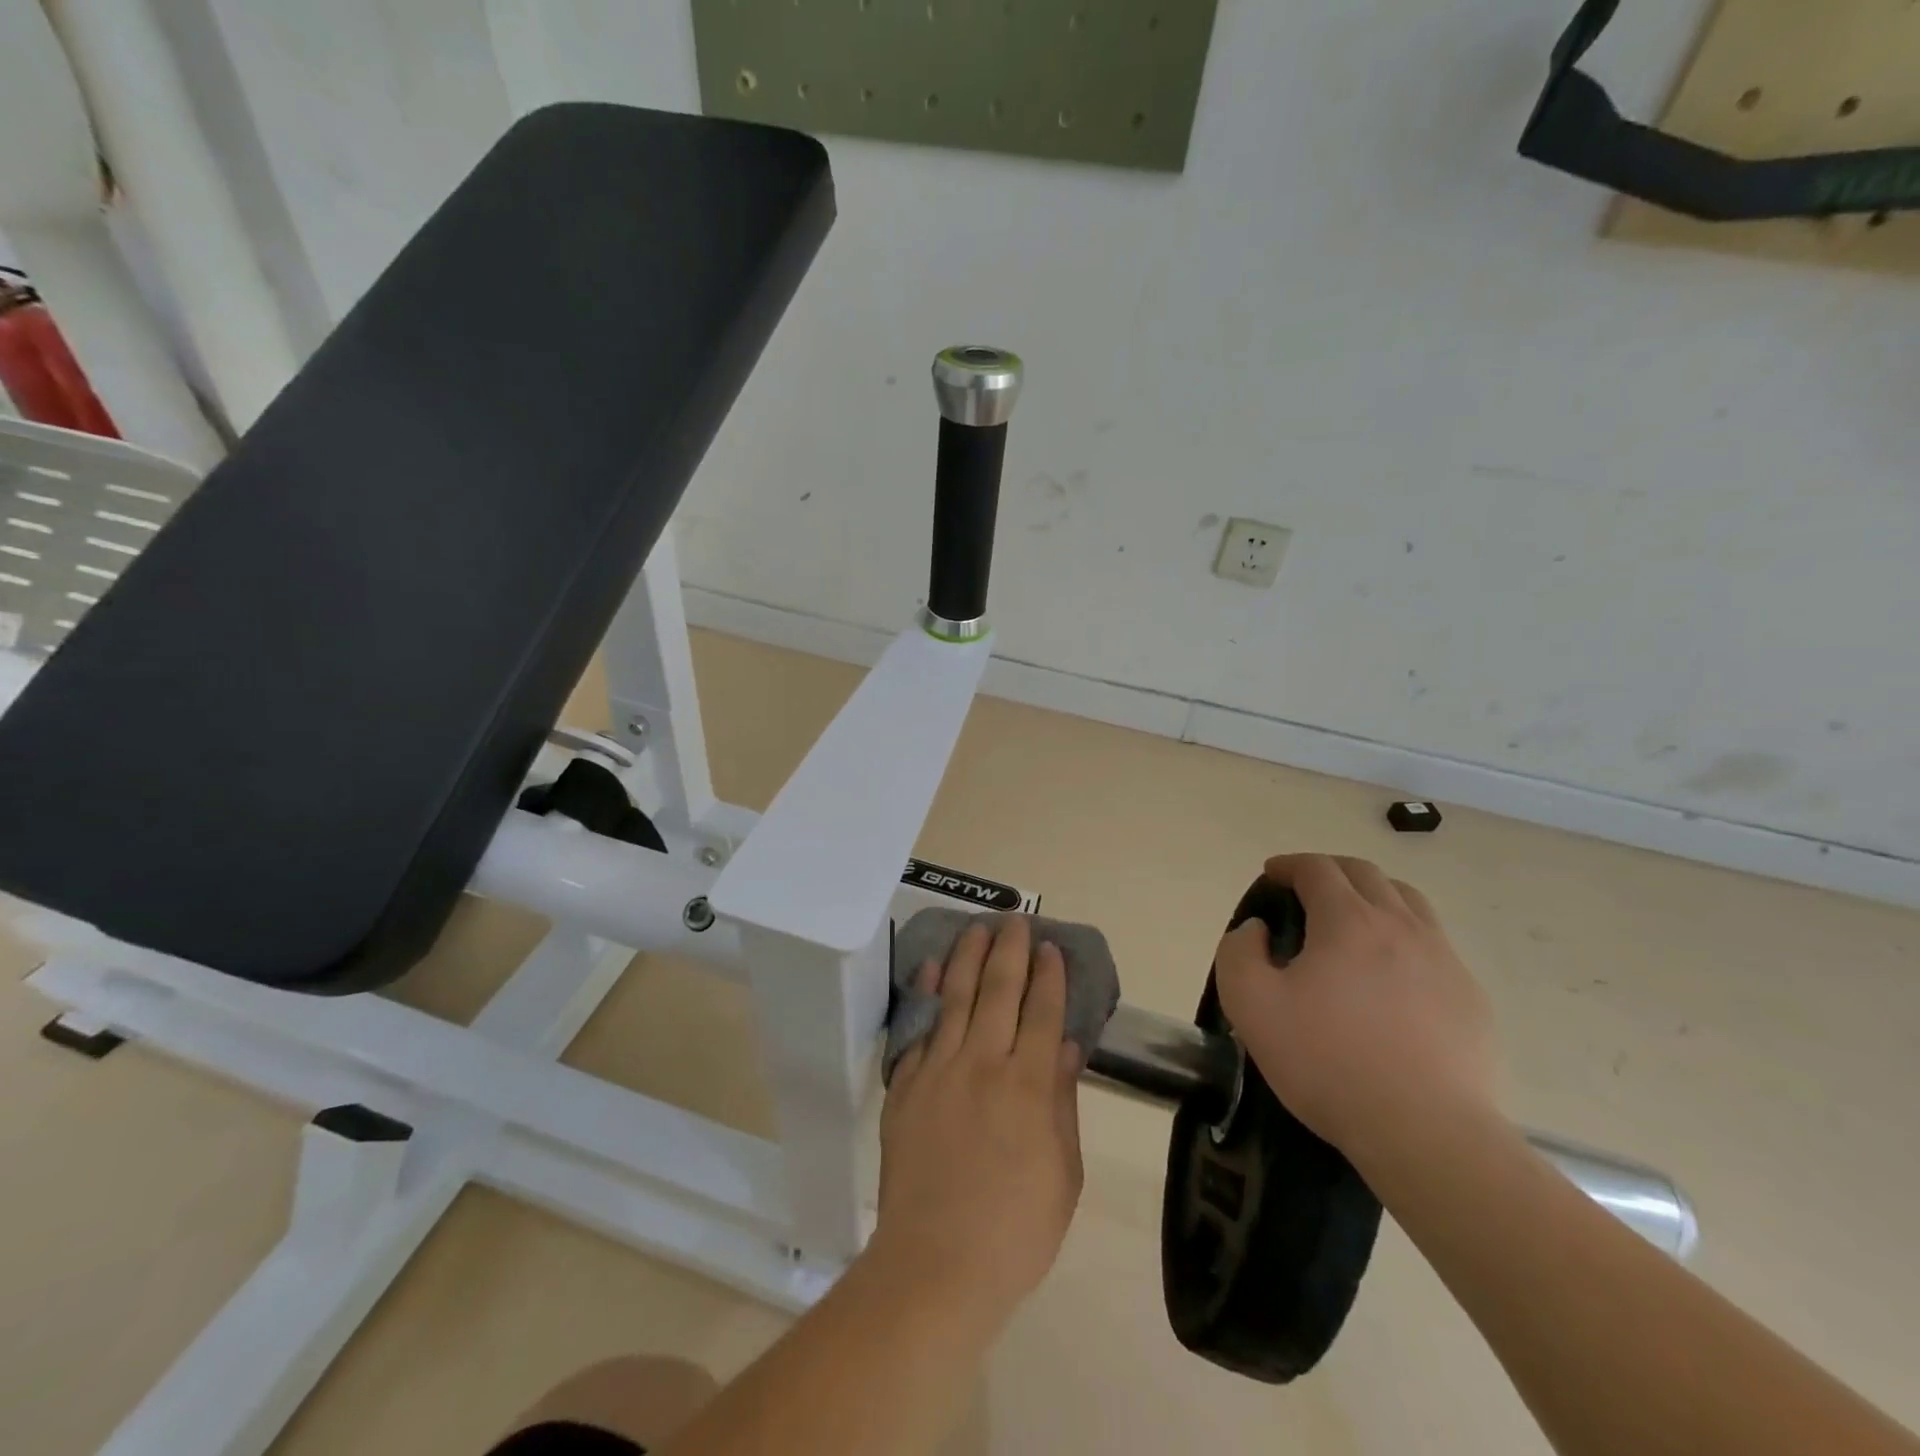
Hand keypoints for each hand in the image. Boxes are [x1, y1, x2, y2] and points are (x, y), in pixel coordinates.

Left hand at [871, 916, 1084, 1328]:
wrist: (936, 1264)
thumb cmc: (1015, 1229)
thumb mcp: (1063, 1173)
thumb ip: (1062, 1102)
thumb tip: (1065, 1046)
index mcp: (1028, 1086)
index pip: (1041, 1012)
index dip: (1048, 976)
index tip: (1050, 947)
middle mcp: (983, 1064)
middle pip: (999, 991)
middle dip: (1010, 950)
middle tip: (1014, 920)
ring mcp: (939, 1071)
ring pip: (956, 997)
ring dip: (968, 957)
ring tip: (977, 928)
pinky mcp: (906, 1085)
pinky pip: (918, 1028)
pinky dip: (925, 993)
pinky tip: (930, 967)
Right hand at [1215, 854, 1498, 1171]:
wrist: (1426, 1132)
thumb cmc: (1327, 1062)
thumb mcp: (1250, 1005)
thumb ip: (1238, 952)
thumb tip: (1257, 929)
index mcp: (1348, 921)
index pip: (1317, 868)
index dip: (1289, 865)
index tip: (1272, 875)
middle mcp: (1401, 926)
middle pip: (1367, 874)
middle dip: (1330, 871)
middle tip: (1306, 890)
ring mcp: (1443, 960)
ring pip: (1409, 902)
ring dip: (1373, 895)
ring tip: (1352, 920)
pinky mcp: (1470, 997)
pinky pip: (1434, 945)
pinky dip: (1404, 937)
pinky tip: (1391, 974)